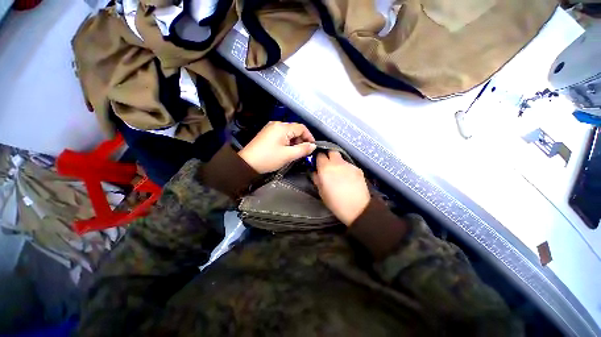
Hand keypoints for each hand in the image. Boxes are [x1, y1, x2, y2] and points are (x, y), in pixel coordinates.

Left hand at [239, 121, 316, 173]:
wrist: (247, 163)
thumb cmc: (268, 158)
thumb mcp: (288, 155)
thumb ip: (303, 149)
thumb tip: (313, 146)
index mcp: (282, 127)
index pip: (301, 128)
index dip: (309, 137)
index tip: (312, 147)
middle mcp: (276, 124)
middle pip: (295, 129)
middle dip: (301, 140)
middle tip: (302, 152)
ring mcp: (270, 128)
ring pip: (288, 133)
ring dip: (294, 142)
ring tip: (294, 153)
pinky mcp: (267, 133)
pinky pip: (281, 135)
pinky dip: (287, 141)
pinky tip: (286, 150)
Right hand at [312, 151, 370, 225]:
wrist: (358, 208)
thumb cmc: (335, 202)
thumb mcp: (321, 192)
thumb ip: (316, 178)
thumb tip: (315, 171)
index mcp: (325, 168)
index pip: (319, 155)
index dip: (317, 158)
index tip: (317, 163)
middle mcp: (337, 163)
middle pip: (331, 151)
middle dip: (328, 155)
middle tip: (327, 165)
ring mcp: (349, 165)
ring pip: (341, 158)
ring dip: (337, 162)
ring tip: (338, 172)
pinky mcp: (357, 168)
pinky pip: (348, 164)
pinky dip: (345, 168)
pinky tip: (347, 177)